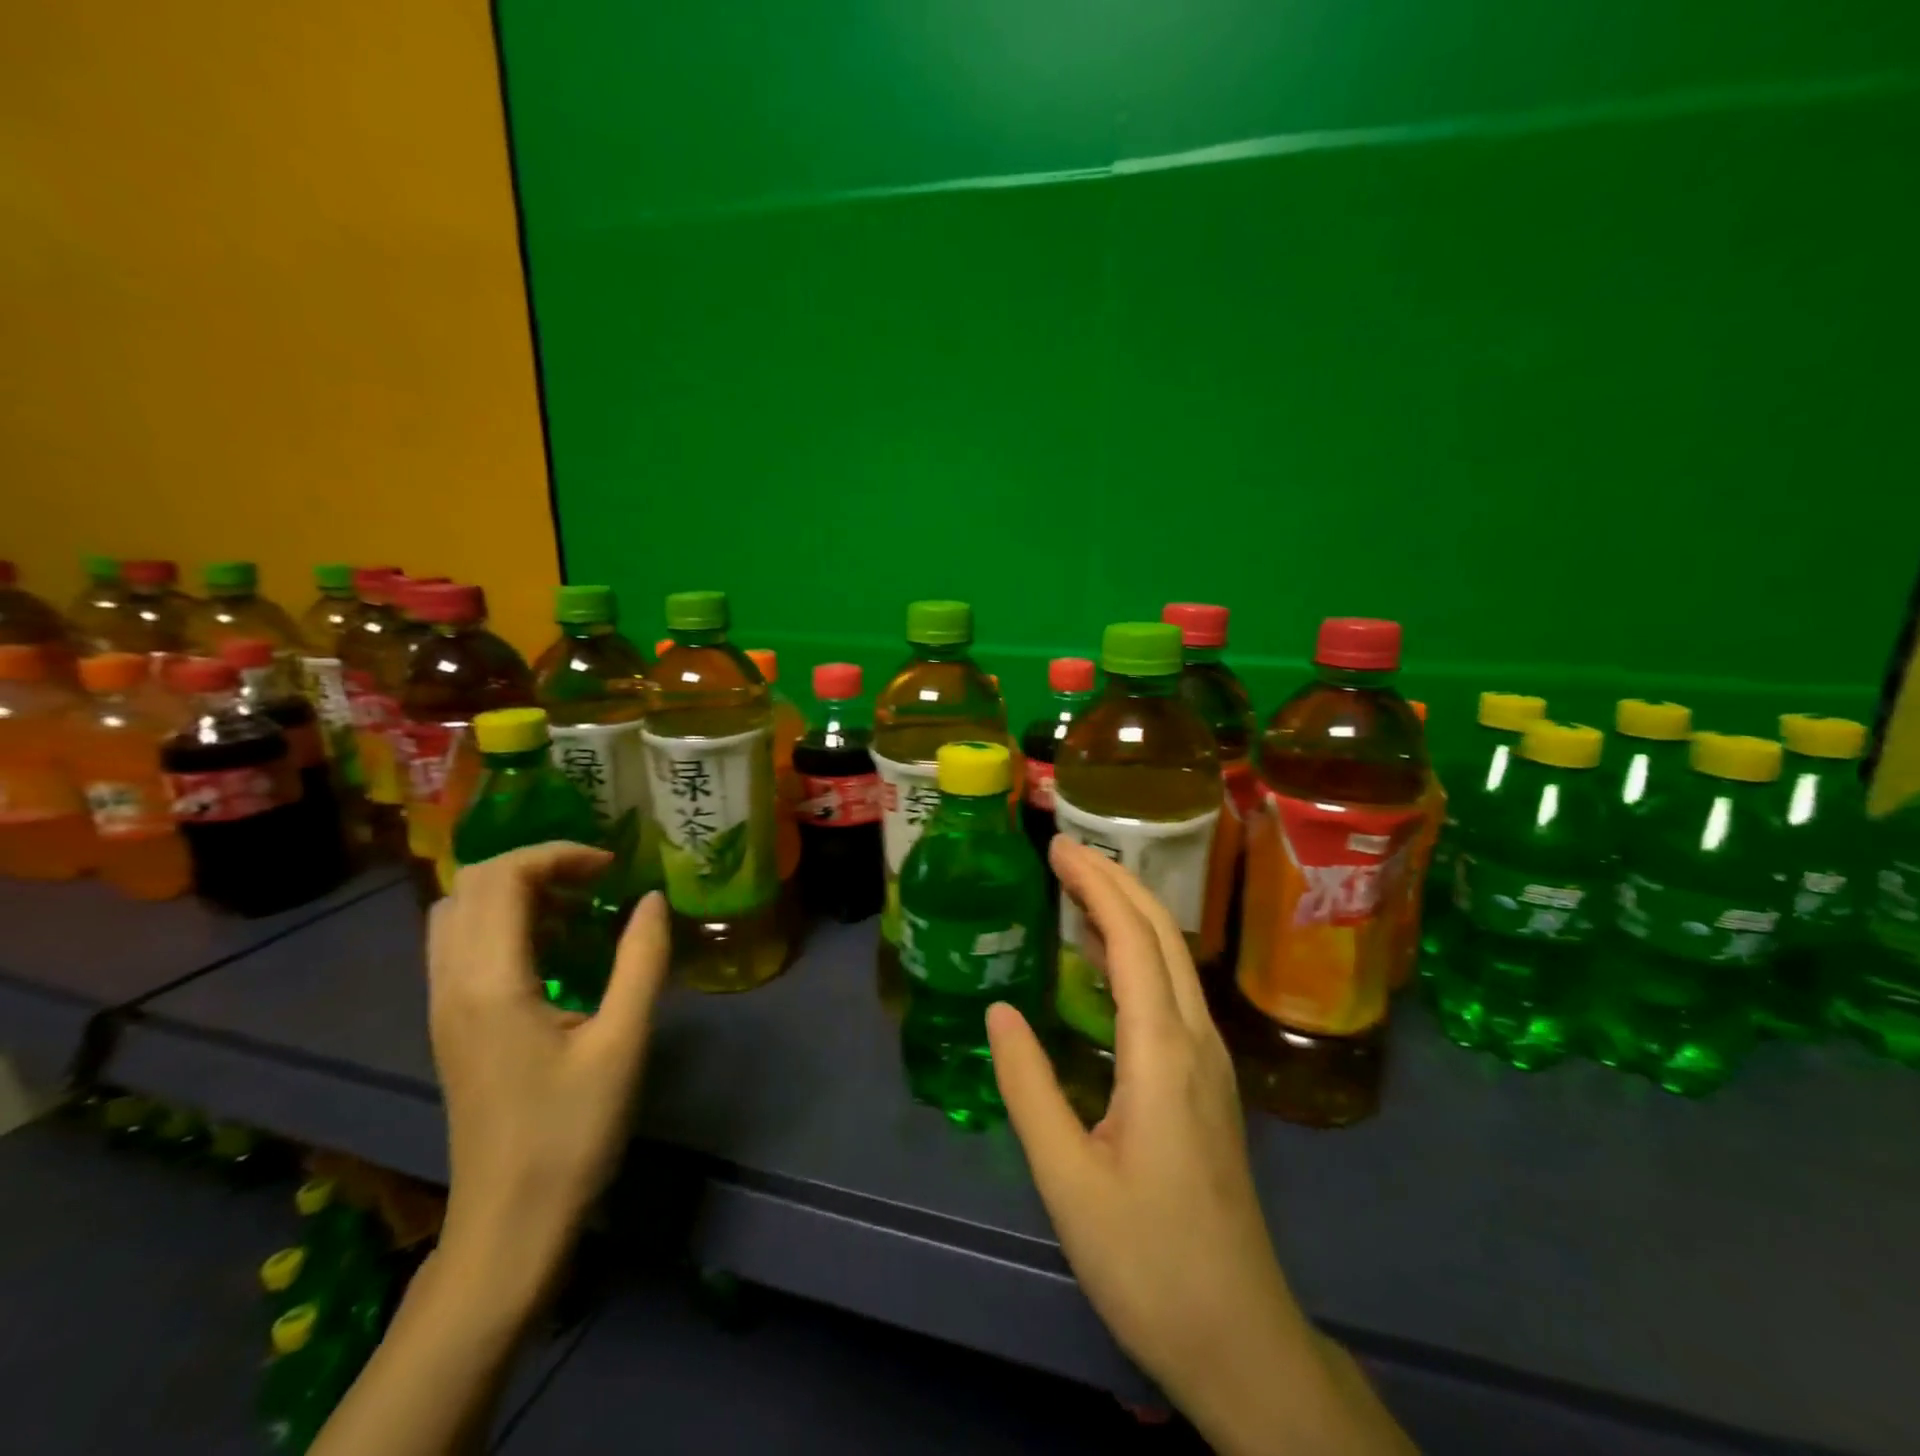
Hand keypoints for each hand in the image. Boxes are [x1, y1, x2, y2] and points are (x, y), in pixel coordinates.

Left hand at [426, 843, 669, 1299]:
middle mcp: (452, 984)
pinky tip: (554, 948)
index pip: (501, 878)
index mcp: (490, 983)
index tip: (614, 869)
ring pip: (458, 913)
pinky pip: (462, 945)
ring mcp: (443, 1006)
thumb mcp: (623, 1042)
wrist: (510, 1225)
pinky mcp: (451, 1026)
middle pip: (469, 885)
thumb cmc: (571, 1133)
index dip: (558, 854)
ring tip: (578, 906)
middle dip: (536, 864)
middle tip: (597, 880)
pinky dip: (504, 922)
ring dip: (516, 891)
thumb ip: (641, 961)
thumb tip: (652, 899)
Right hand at [988, 838, 1410, 1454]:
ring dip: (1129, 911)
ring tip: (1079, 887)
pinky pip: (1172, 991)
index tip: (1059, 848)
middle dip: (1116, 880)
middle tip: (1066, 851)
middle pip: (1162, 933)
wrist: (1239, 1335)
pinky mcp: (1208, 1081)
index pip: (1133, 938)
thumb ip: (1029, 1087)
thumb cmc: (1147, 1259)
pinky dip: (1138, 953)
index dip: (1097, 885)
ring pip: (1173, 958)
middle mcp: (1195, 1039)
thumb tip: (1000, 1011)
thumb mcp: (1067, 1180)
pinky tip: (1107, 961)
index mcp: (1162, 1052)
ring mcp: (1210, 1059)